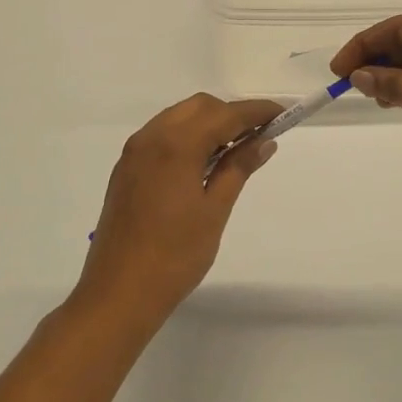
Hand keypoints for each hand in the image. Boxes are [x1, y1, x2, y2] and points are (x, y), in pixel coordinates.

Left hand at [75, 94, 283, 332]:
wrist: (118, 294)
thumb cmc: (174, 256)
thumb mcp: (215, 211)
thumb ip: (238, 168)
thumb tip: (264, 142)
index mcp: (176, 145)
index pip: (225, 114)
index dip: (257, 111)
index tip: (283, 114)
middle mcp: (151, 138)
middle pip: (199, 107)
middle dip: (231, 114)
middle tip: (259, 137)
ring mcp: (134, 153)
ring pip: (178, 118)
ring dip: (208, 124)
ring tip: (235, 150)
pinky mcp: (125, 169)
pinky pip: (161, 136)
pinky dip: (187, 137)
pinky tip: (202, 164)